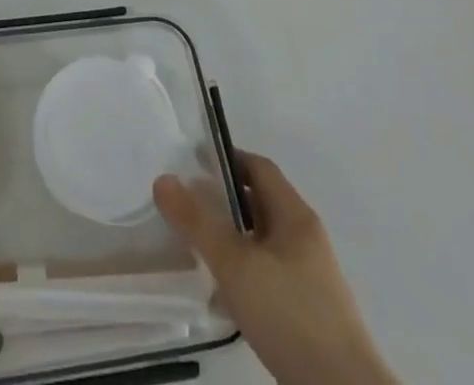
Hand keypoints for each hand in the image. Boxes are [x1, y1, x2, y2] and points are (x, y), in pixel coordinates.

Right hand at [154, 153, 397, 384]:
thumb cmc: (290, 314)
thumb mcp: (236, 265)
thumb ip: (198, 222)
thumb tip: (163, 179)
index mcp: (295, 215)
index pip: (259, 167)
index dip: (227, 158)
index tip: (193, 162)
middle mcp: (306, 238)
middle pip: (261, 203)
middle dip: (225, 200)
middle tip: (189, 205)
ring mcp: (310, 276)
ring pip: (263, 242)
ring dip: (233, 239)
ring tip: (200, 249)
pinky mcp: (309, 311)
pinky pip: (270, 275)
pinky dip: (245, 273)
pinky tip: (225, 296)